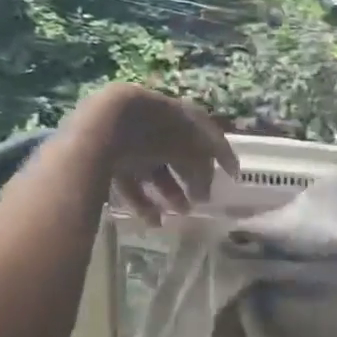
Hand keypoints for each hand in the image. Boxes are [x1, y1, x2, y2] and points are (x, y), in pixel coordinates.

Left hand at [69, 85, 239, 225]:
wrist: (104, 126)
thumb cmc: (156, 132)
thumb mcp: (191, 148)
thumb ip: (204, 168)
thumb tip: (206, 188)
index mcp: (177, 114)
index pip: (205, 133)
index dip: (220, 154)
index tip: (232, 174)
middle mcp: (154, 126)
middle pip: (178, 154)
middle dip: (192, 178)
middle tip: (202, 200)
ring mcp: (129, 141)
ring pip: (155, 171)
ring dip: (170, 193)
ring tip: (180, 213)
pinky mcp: (106, 159)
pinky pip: (131, 182)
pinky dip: (144, 201)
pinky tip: (154, 221)